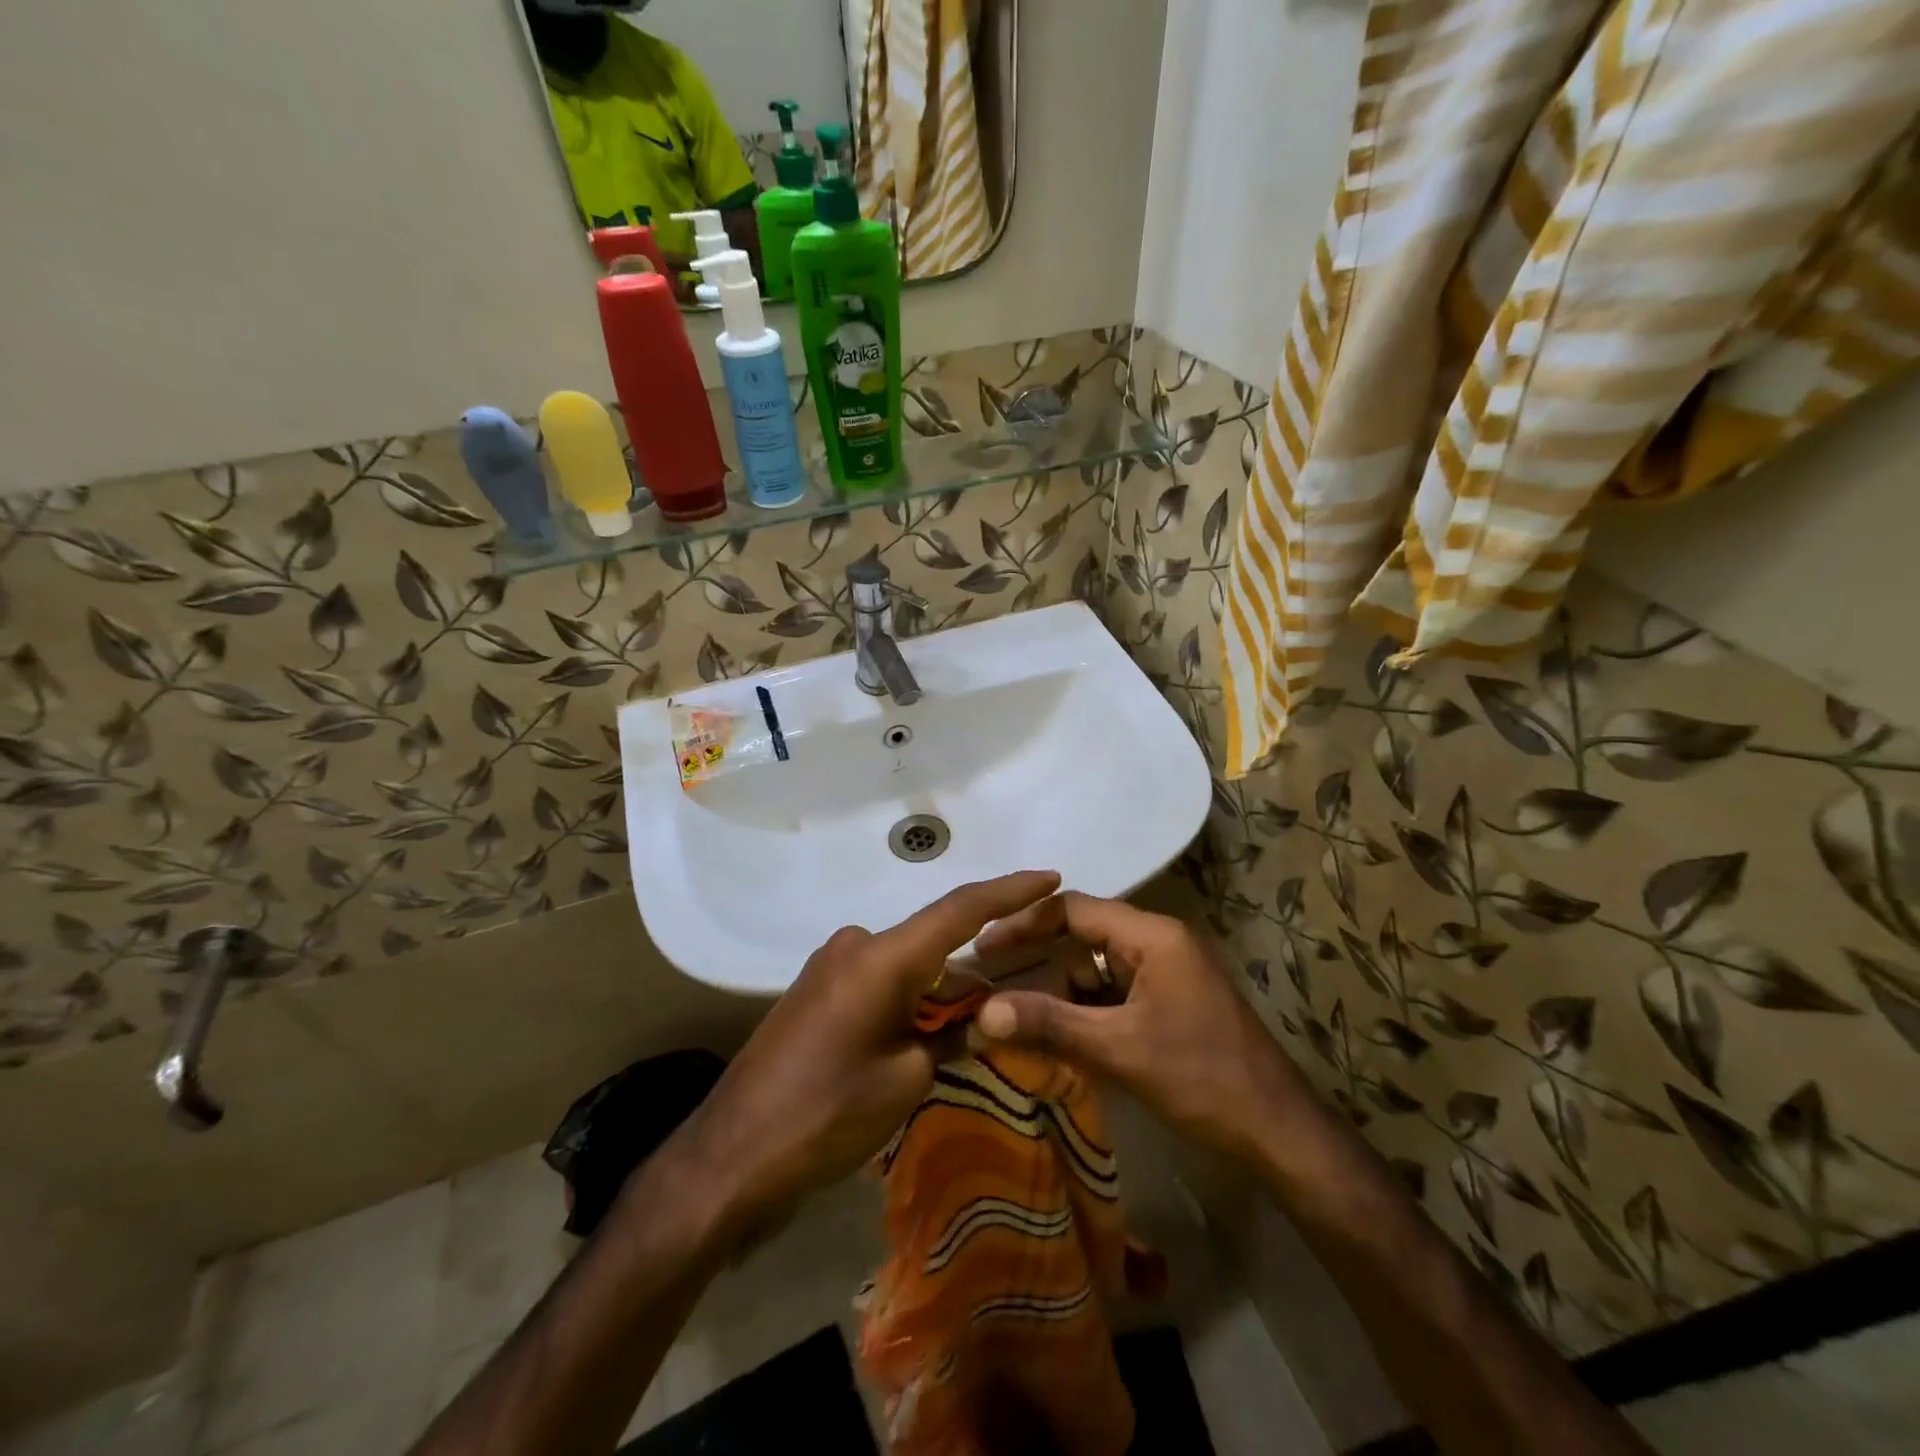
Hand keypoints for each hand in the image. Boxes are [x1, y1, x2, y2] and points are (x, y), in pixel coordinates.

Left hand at [663, 870, 1062, 1238]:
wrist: (730, 1156)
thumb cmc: (826, 1116)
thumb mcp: (906, 1080)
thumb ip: (951, 1036)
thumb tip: (978, 1016)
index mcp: (882, 957)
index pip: (960, 909)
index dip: (1009, 890)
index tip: (1050, 878)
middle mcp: (855, 945)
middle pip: (933, 943)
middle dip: (971, 973)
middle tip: (1006, 1008)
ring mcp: (830, 964)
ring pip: (906, 965)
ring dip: (937, 994)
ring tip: (960, 1040)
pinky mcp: (815, 989)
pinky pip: (878, 980)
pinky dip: (907, 1000)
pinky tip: (916, 1040)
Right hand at [973, 892, 1309, 1164]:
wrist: (1279, 1134)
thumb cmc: (1201, 1079)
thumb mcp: (1119, 1050)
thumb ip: (1049, 1025)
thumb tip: (982, 1012)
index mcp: (1152, 935)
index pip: (1074, 909)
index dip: (1025, 924)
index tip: (984, 949)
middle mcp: (1159, 942)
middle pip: (1083, 936)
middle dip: (1040, 961)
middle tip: (992, 985)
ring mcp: (1167, 973)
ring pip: (1096, 968)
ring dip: (1061, 991)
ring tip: (1018, 1018)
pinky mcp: (1170, 1002)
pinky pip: (1114, 993)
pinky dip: (1085, 1010)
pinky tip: (1059, 1036)